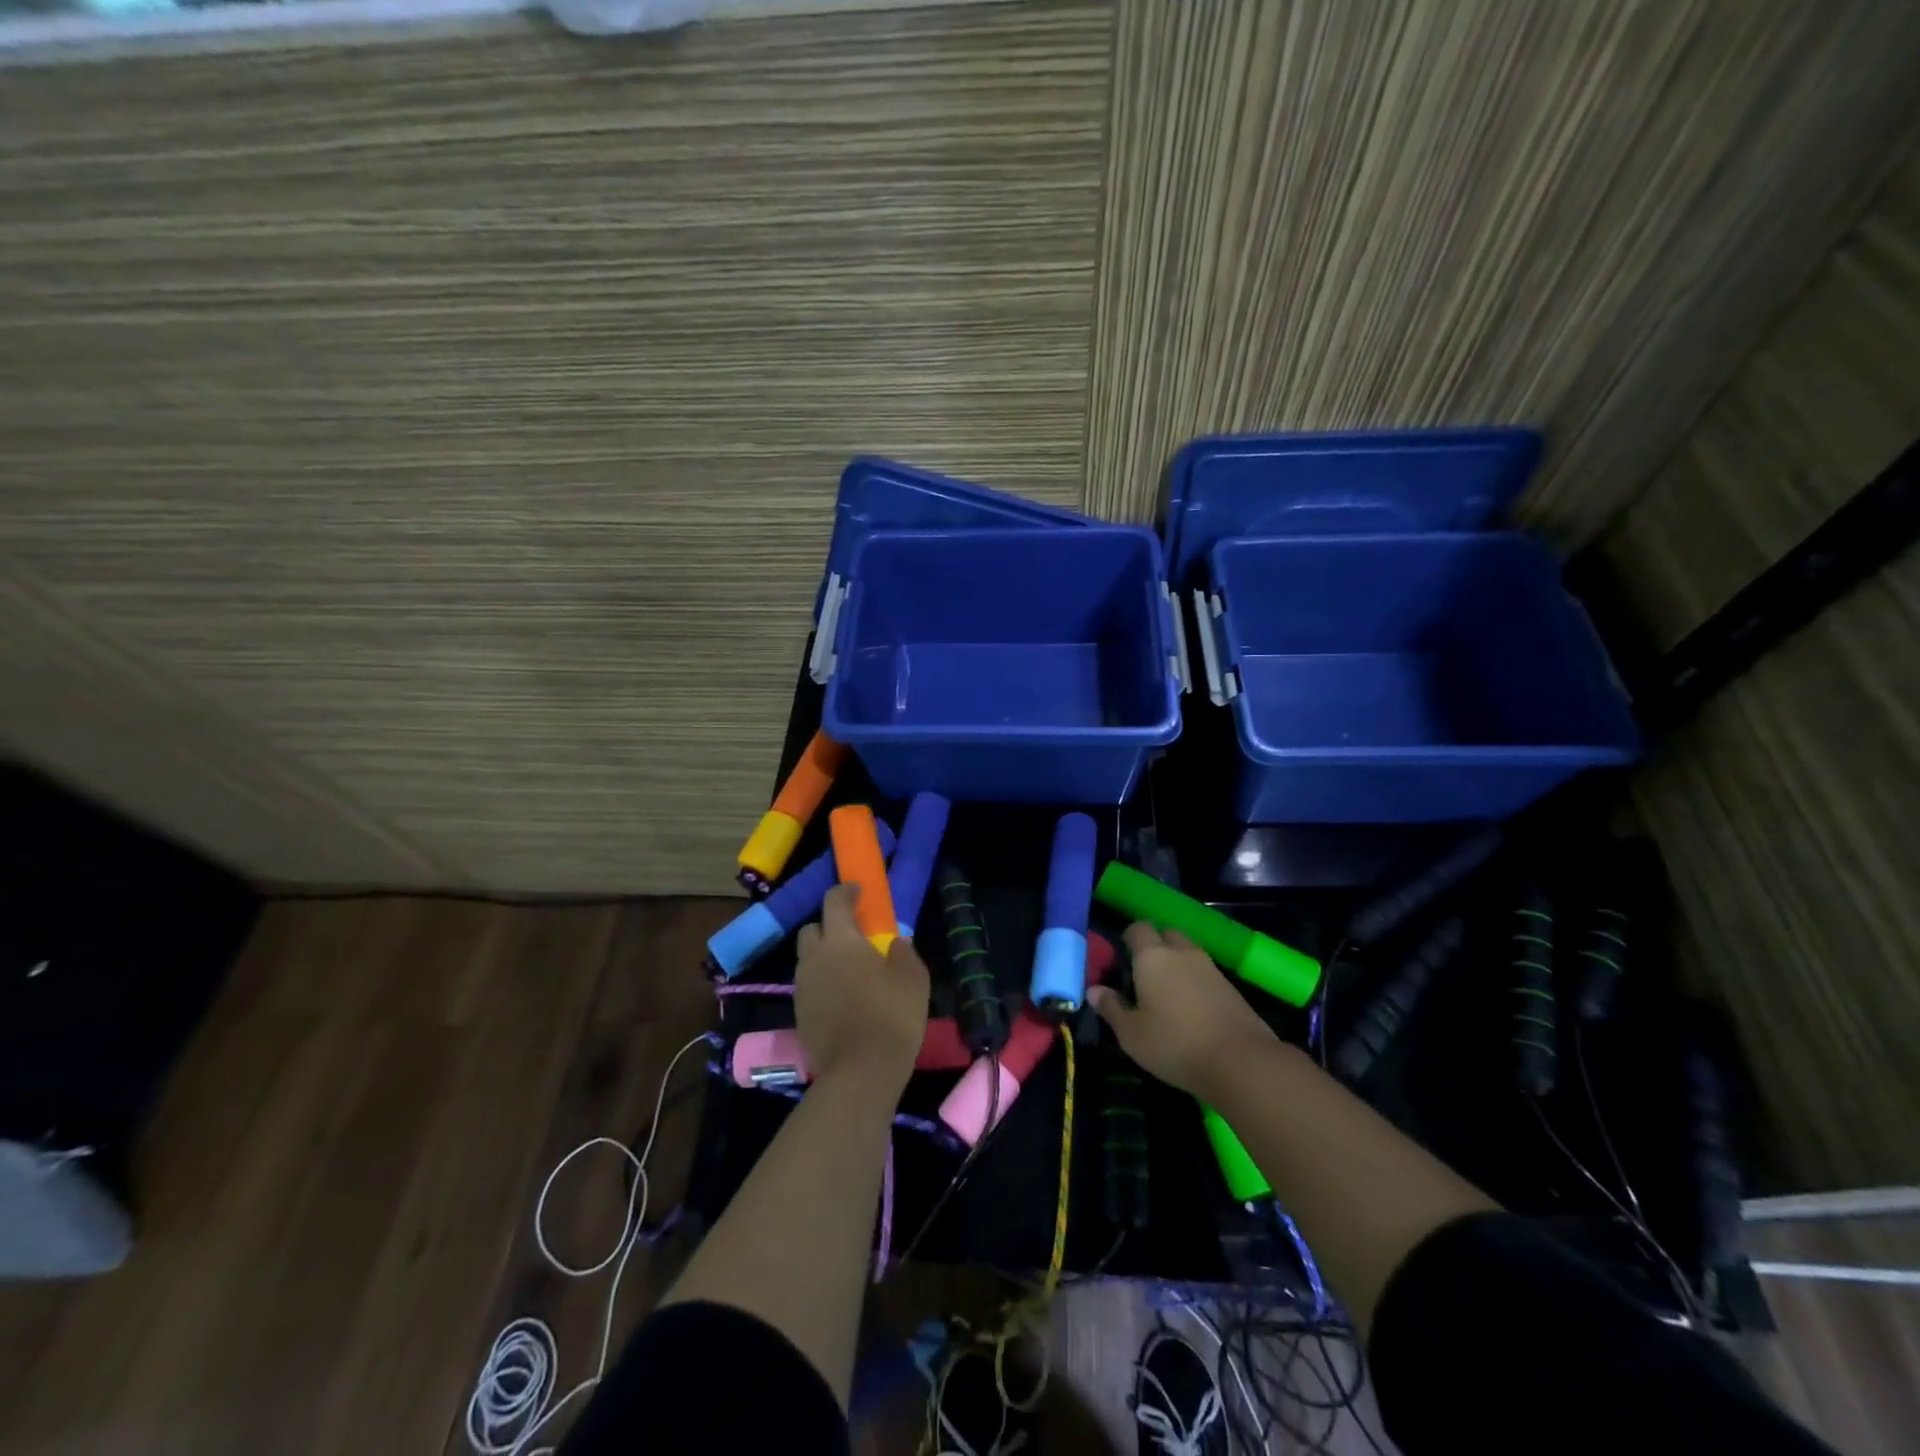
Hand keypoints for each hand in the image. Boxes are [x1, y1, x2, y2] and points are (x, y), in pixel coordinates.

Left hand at [794, 884, 929, 1095]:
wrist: (860, 1072)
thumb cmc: (891, 1015)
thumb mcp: (913, 978)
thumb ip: (903, 953)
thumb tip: (895, 942)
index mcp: (841, 940)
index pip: (834, 902)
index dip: (845, 891)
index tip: (859, 890)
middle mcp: (815, 957)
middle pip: (812, 929)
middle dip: (829, 926)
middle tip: (853, 936)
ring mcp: (802, 986)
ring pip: (808, 959)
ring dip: (824, 956)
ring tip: (850, 971)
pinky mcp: (799, 1013)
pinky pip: (809, 985)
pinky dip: (822, 983)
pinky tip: (843, 998)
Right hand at [1089, 922, 1277, 1098]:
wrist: (1241, 1062)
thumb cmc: (1175, 1044)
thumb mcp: (1131, 1034)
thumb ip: (1111, 1008)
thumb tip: (1094, 990)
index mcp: (1152, 956)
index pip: (1137, 928)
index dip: (1128, 939)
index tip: (1121, 961)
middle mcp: (1181, 952)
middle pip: (1165, 934)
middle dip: (1154, 946)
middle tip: (1143, 975)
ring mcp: (1210, 967)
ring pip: (1187, 952)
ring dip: (1176, 963)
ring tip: (1166, 993)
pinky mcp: (1230, 986)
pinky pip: (1204, 972)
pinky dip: (1194, 981)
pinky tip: (1190, 1008)